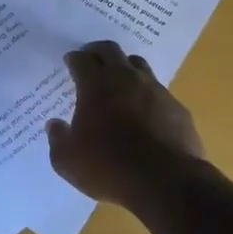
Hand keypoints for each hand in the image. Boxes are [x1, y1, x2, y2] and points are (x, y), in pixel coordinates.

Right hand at [46, 41, 204, 208]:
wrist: (167, 183)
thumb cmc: (109, 168)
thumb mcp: (68, 161)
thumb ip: (58, 139)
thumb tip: (55, 124)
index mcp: (96, 85)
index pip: (82, 59)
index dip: (74, 59)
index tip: (70, 62)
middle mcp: (126, 79)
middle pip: (110, 50)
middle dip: (97, 52)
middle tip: (91, 61)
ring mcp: (155, 91)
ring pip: (138, 65)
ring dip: (125, 68)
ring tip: (119, 82)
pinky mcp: (177, 108)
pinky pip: (159, 92)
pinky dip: (147, 95)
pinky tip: (145, 113)